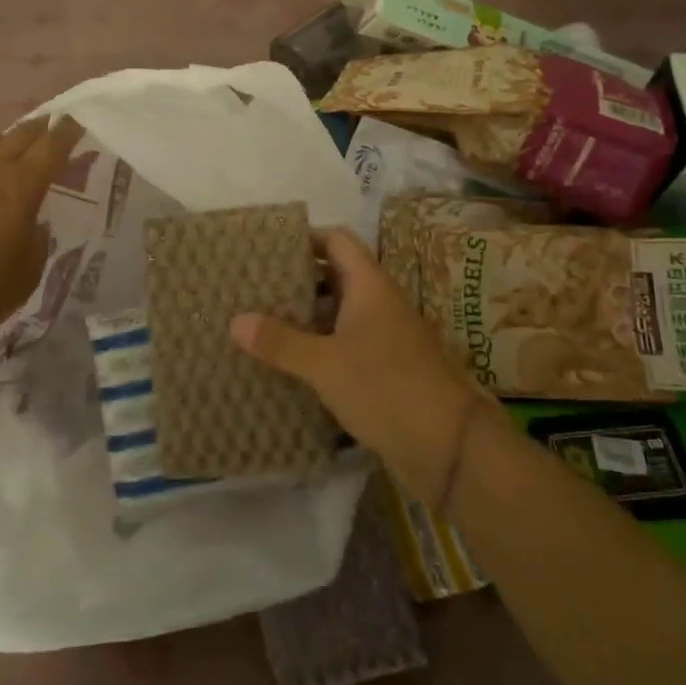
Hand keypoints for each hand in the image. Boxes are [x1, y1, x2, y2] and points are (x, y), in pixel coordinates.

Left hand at [0, 116, 85, 350]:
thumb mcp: (28, 273)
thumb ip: (36, 240)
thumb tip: (31, 224)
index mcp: (22, 189)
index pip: (52, 148)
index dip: (66, 132)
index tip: (75, 122)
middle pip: (18, 136)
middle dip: (38, 128)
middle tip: (49, 125)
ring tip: (4, 148)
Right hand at [230, 227, 485, 504]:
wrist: (450, 447)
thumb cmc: (387, 388)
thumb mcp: (325, 364)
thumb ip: (281, 342)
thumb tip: (235, 321)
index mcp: (369, 285)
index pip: (336, 241)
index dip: (305, 238)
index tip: (266, 248)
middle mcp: (378, 304)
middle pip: (334, 277)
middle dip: (296, 281)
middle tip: (253, 287)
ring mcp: (384, 338)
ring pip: (338, 315)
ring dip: (305, 318)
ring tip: (260, 323)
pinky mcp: (384, 370)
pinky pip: (345, 346)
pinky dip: (319, 348)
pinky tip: (288, 364)